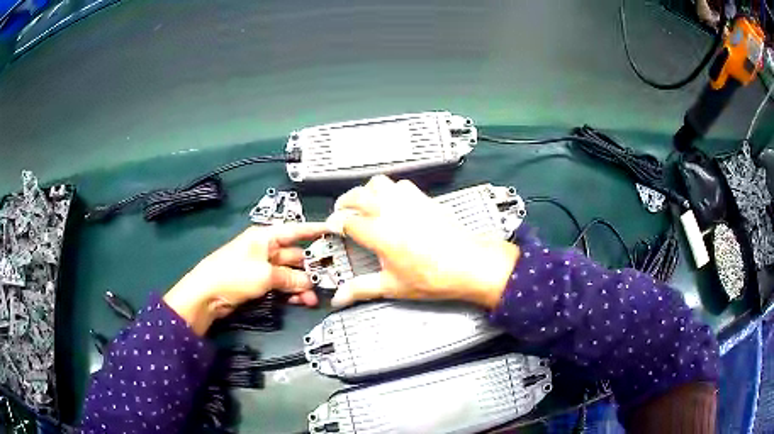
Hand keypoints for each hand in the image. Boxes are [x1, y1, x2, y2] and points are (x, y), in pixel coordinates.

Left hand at [163, 223, 327, 334]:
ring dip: (301, 285)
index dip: (314, 230)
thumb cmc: (234, 274)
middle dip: (310, 268)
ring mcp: (262, 267)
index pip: (294, 230)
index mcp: (265, 237)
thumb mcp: (265, 274)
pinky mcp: (258, 283)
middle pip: (294, 256)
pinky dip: (290, 293)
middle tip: (328, 280)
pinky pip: (280, 285)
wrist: (208, 294)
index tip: (333, 230)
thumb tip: (308, 284)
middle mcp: (265, 249)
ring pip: (289, 274)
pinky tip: (301, 302)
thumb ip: (289, 278)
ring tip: (313, 299)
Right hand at [328, 176, 518, 308]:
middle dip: (344, 202)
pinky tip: (393, 202)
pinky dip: (390, 189)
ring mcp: (408, 201)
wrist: (469, 264)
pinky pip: (401, 185)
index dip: (335, 224)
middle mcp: (390, 211)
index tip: (333, 228)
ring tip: (365, 203)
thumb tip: (339, 299)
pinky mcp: (423, 199)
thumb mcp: (392, 286)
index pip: (347, 221)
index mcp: (378, 233)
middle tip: (342, 213)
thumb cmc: (432, 277)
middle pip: (357, 195)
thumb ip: (361, 289)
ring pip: (378, 183)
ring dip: (366, 191)